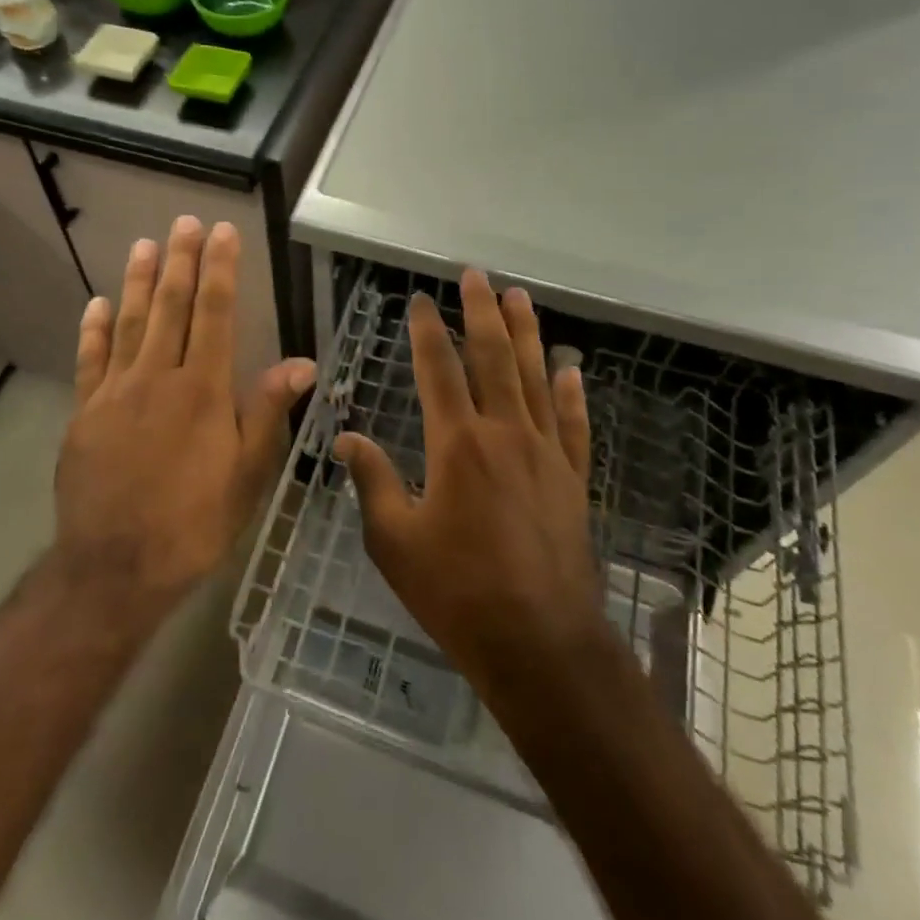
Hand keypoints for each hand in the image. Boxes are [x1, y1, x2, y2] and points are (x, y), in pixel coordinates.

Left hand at [54, 216, 316, 614]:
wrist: (115, 568)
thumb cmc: (194, 523)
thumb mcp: (247, 474)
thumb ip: (268, 411)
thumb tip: (302, 361)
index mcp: (203, 389)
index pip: (214, 314)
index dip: (220, 269)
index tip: (223, 232)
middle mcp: (158, 377)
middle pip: (172, 307)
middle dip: (181, 260)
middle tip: (185, 222)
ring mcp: (116, 393)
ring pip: (130, 323)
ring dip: (140, 281)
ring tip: (145, 244)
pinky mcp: (85, 413)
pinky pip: (91, 361)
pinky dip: (94, 329)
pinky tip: (98, 303)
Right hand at [337, 270, 605, 695]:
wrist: (539, 644)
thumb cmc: (457, 592)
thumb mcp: (394, 540)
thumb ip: (371, 481)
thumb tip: (345, 439)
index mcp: (456, 443)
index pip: (438, 369)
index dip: (426, 330)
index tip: (420, 300)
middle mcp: (504, 434)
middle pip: (493, 357)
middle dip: (482, 312)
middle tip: (476, 276)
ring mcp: (545, 454)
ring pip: (536, 379)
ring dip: (528, 334)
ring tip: (521, 298)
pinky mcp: (573, 480)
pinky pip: (574, 426)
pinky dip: (572, 394)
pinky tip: (572, 369)